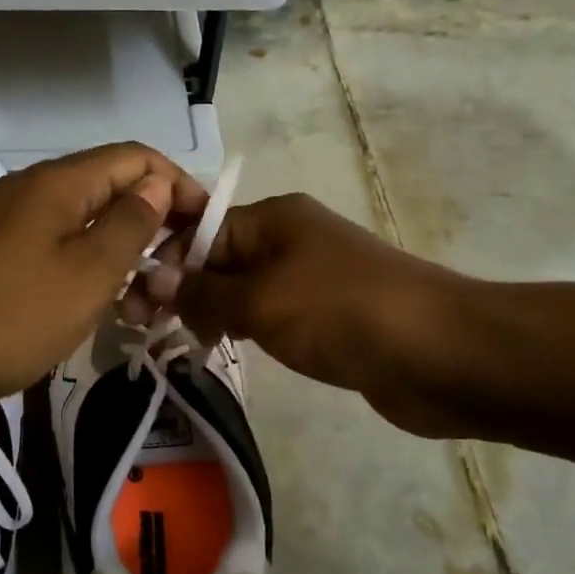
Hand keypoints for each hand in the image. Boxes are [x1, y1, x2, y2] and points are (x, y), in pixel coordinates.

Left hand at [0, 143, 208, 400]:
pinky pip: (55, 245)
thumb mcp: (89, 273)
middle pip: (110, 189)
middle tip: (175, 277)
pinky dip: (85, 268)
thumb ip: (131, 223)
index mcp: (59, 182)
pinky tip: (99, 304)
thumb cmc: (16, 313)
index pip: (135, 158)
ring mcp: (9, 218)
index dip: (178, 184)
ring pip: (83, 222)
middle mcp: (33, 188)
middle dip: (152, 227)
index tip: (204, 228)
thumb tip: (157, 182)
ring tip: (143, 305)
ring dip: (120, 255)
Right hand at [144, 193, 476, 438]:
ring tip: (176, 343)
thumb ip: (201, 293)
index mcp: (272, 218)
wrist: (442, 355)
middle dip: (180, 291)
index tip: (132, 305)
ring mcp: (308, 278)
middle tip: (145, 331)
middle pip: (216, 259)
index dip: (161, 263)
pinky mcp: (324, 315)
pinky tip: (220, 349)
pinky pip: (267, 315)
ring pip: (240, 290)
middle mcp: (287, 239)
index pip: (197, 231)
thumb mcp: (260, 301)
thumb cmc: (342, 313)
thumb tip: (152, 280)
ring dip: (208, 312)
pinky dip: (241, 329)